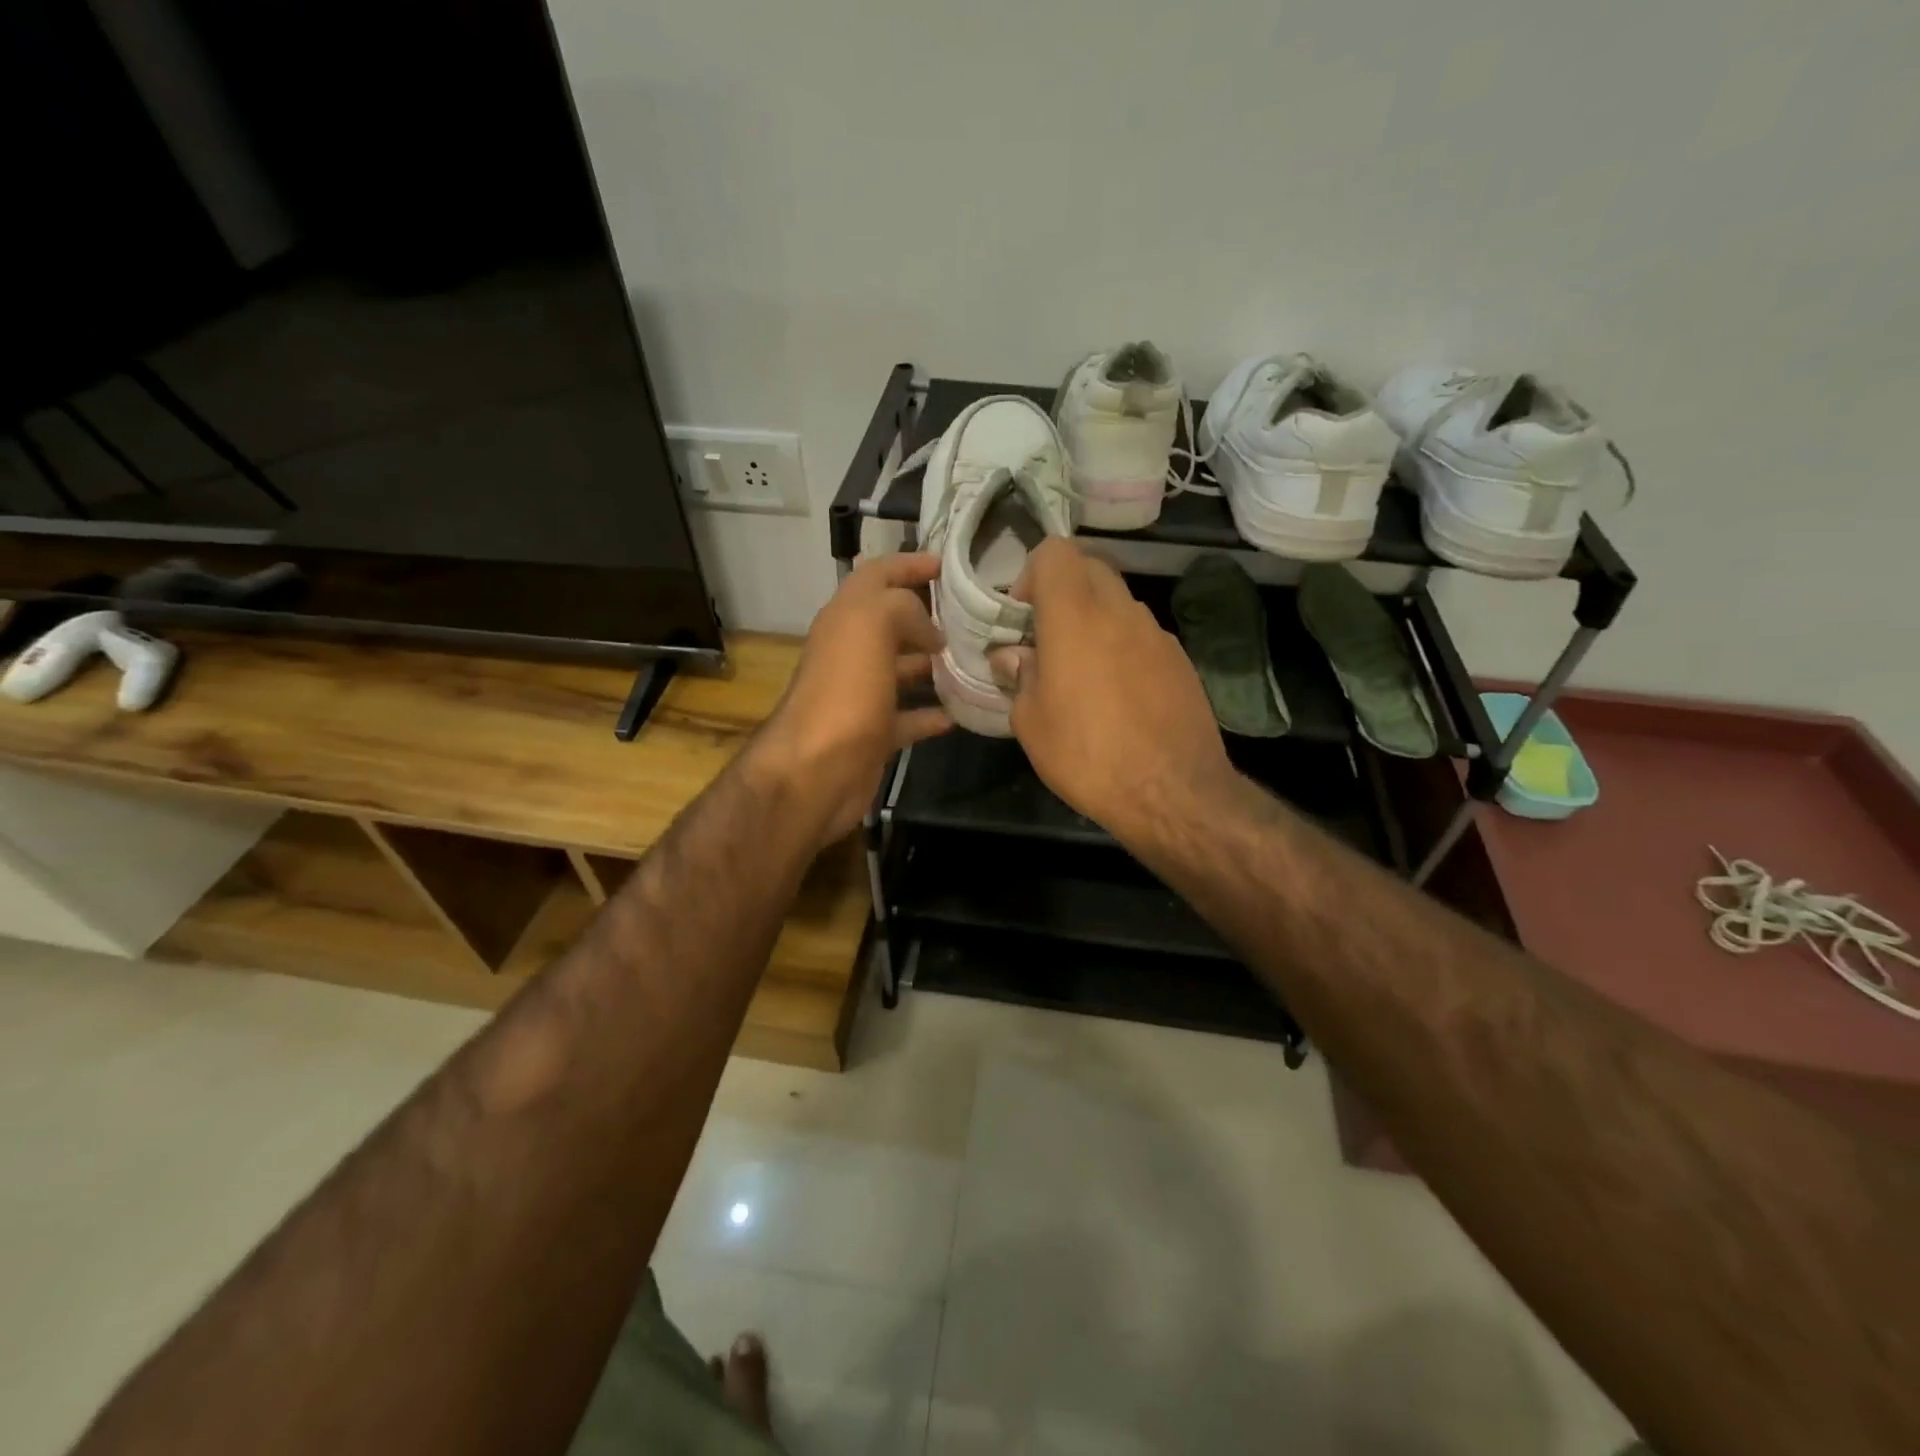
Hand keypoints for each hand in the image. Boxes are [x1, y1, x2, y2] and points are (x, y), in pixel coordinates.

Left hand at [750, 552, 952, 846]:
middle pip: (892, 623)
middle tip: (972, 617)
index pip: (877, 576)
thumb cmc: (844, 693)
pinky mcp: (873, 734)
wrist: (815, 772)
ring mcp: (861, 695)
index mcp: (846, 619)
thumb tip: (929, 629)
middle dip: (929, 616)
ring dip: (934, 664)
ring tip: (975, 661)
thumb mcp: (871, 627)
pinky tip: (960, 713)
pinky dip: (932, 714)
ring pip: (902, 669)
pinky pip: (909, 718)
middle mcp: (851, 652)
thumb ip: (903, 607)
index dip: (909, 564)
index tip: (948, 566)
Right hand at [989, 540, 1235, 842]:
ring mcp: (1157, 634)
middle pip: (1090, 569)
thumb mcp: (1031, 723)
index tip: (1023, 617)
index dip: (1032, 574)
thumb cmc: (1087, 755)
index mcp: (1075, 616)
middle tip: (1047, 640)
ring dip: (1094, 621)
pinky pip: (1142, 636)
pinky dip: (1123, 647)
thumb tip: (1013, 655)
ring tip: (1082, 674)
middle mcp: (1120, 612)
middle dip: (1063, 592)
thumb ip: (1019, 676)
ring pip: (1118, 603)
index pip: (1055, 552)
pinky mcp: (1181, 661)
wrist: (1172, 792)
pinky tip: (1119, 696)